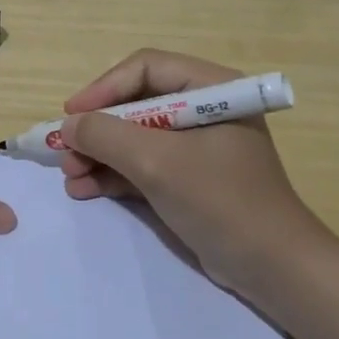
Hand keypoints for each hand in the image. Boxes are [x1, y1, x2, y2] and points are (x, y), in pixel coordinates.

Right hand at [58, 49, 317, 298]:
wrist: (273, 270)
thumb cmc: (221, 201)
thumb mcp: (157, 163)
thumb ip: (107, 136)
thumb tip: (69, 125)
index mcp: (211, 89)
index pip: (146, 69)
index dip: (104, 88)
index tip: (72, 115)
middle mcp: (203, 109)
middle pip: (136, 104)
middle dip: (98, 129)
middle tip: (65, 152)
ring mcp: (196, 147)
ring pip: (135, 137)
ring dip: (99, 154)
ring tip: (70, 176)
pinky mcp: (189, 179)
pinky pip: (143, 165)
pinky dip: (114, 175)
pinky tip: (84, 190)